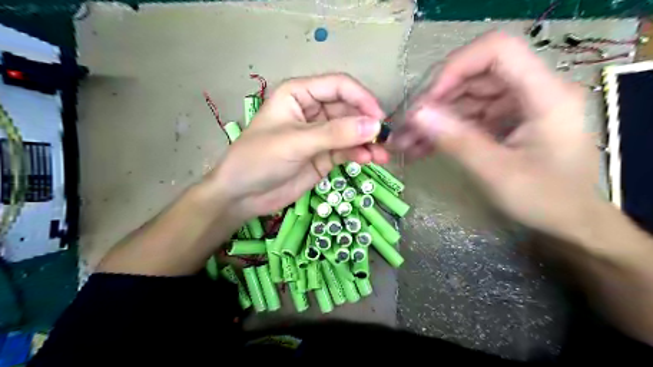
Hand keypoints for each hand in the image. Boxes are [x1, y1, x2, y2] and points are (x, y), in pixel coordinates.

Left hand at [206, 74, 385, 219]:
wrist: (243, 195)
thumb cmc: (259, 159)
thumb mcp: (296, 142)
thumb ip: (335, 134)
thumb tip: (375, 126)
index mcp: (299, 94)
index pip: (339, 86)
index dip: (361, 98)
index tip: (379, 118)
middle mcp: (312, 110)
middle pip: (349, 109)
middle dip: (367, 123)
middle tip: (385, 140)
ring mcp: (320, 135)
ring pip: (351, 132)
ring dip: (368, 141)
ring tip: (383, 156)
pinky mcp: (324, 156)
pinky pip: (347, 150)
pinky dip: (360, 154)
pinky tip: (370, 160)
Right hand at [390, 31, 597, 240]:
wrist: (569, 222)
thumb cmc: (544, 199)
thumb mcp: (497, 172)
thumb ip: (456, 140)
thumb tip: (415, 115)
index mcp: (544, 94)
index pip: (497, 51)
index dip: (456, 68)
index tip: (428, 100)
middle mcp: (532, 91)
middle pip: (474, 76)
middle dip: (435, 101)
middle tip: (406, 128)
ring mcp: (517, 106)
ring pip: (467, 98)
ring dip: (434, 119)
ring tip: (405, 143)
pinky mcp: (506, 121)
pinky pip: (470, 116)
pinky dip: (445, 131)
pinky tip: (421, 148)